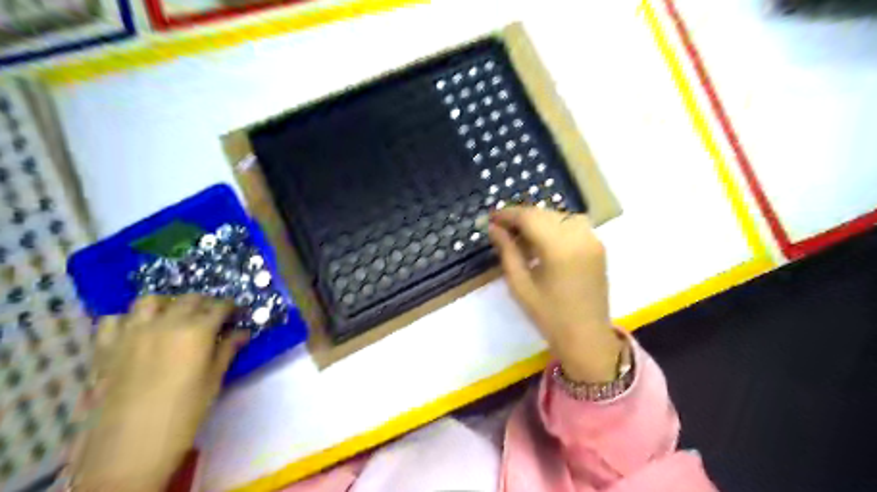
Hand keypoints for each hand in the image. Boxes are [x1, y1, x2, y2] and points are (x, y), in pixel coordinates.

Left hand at [74, 297, 248, 491]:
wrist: (128, 446)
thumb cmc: (183, 413)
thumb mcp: (213, 381)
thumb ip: (227, 351)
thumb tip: (242, 333)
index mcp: (196, 331)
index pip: (219, 307)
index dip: (231, 307)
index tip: (237, 314)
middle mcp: (165, 323)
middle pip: (189, 299)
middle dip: (205, 303)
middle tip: (211, 317)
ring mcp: (131, 332)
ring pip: (150, 300)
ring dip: (167, 304)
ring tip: (174, 317)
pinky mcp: (105, 346)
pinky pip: (113, 319)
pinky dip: (128, 319)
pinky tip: (137, 330)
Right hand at [487, 206, 622, 382]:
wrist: (587, 337)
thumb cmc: (549, 315)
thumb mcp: (520, 284)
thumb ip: (507, 251)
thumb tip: (494, 228)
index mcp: (559, 247)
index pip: (529, 217)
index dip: (508, 214)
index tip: (491, 218)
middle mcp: (579, 236)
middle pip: (544, 213)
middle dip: (521, 217)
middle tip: (502, 228)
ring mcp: (592, 239)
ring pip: (559, 216)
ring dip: (538, 220)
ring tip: (521, 235)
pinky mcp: (598, 246)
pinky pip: (573, 225)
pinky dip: (555, 226)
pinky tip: (544, 241)